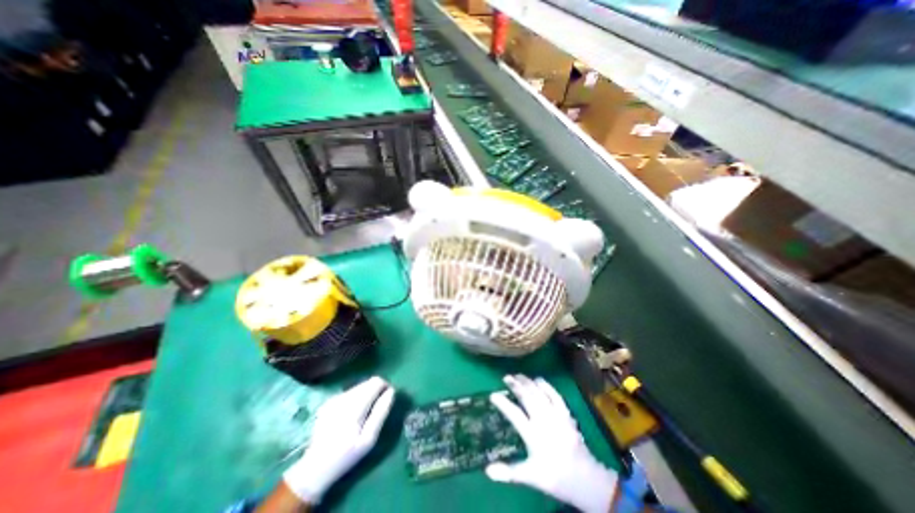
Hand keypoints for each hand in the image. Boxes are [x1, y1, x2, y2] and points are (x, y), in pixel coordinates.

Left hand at [284, 375, 395, 503]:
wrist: (315, 468)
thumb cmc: (346, 456)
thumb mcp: (369, 439)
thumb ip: (381, 412)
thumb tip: (391, 391)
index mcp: (355, 405)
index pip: (376, 382)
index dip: (385, 387)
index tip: (387, 399)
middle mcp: (344, 397)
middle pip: (367, 382)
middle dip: (375, 391)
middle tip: (376, 410)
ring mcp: (334, 398)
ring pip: (359, 386)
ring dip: (365, 395)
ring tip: (364, 414)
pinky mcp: (329, 402)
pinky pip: (349, 393)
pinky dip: (355, 399)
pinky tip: (351, 415)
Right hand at [482, 373, 616, 512]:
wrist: (585, 479)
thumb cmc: (555, 477)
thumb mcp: (531, 477)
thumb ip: (509, 472)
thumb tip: (487, 470)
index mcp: (533, 435)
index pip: (514, 414)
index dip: (503, 403)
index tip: (492, 394)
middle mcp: (543, 420)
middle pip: (527, 397)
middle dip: (516, 385)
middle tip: (506, 377)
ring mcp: (555, 415)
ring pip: (539, 393)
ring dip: (528, 382)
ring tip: (519, 375)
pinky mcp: (566, 413)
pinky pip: (555, 395)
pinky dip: (546, 386)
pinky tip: (539, 380)